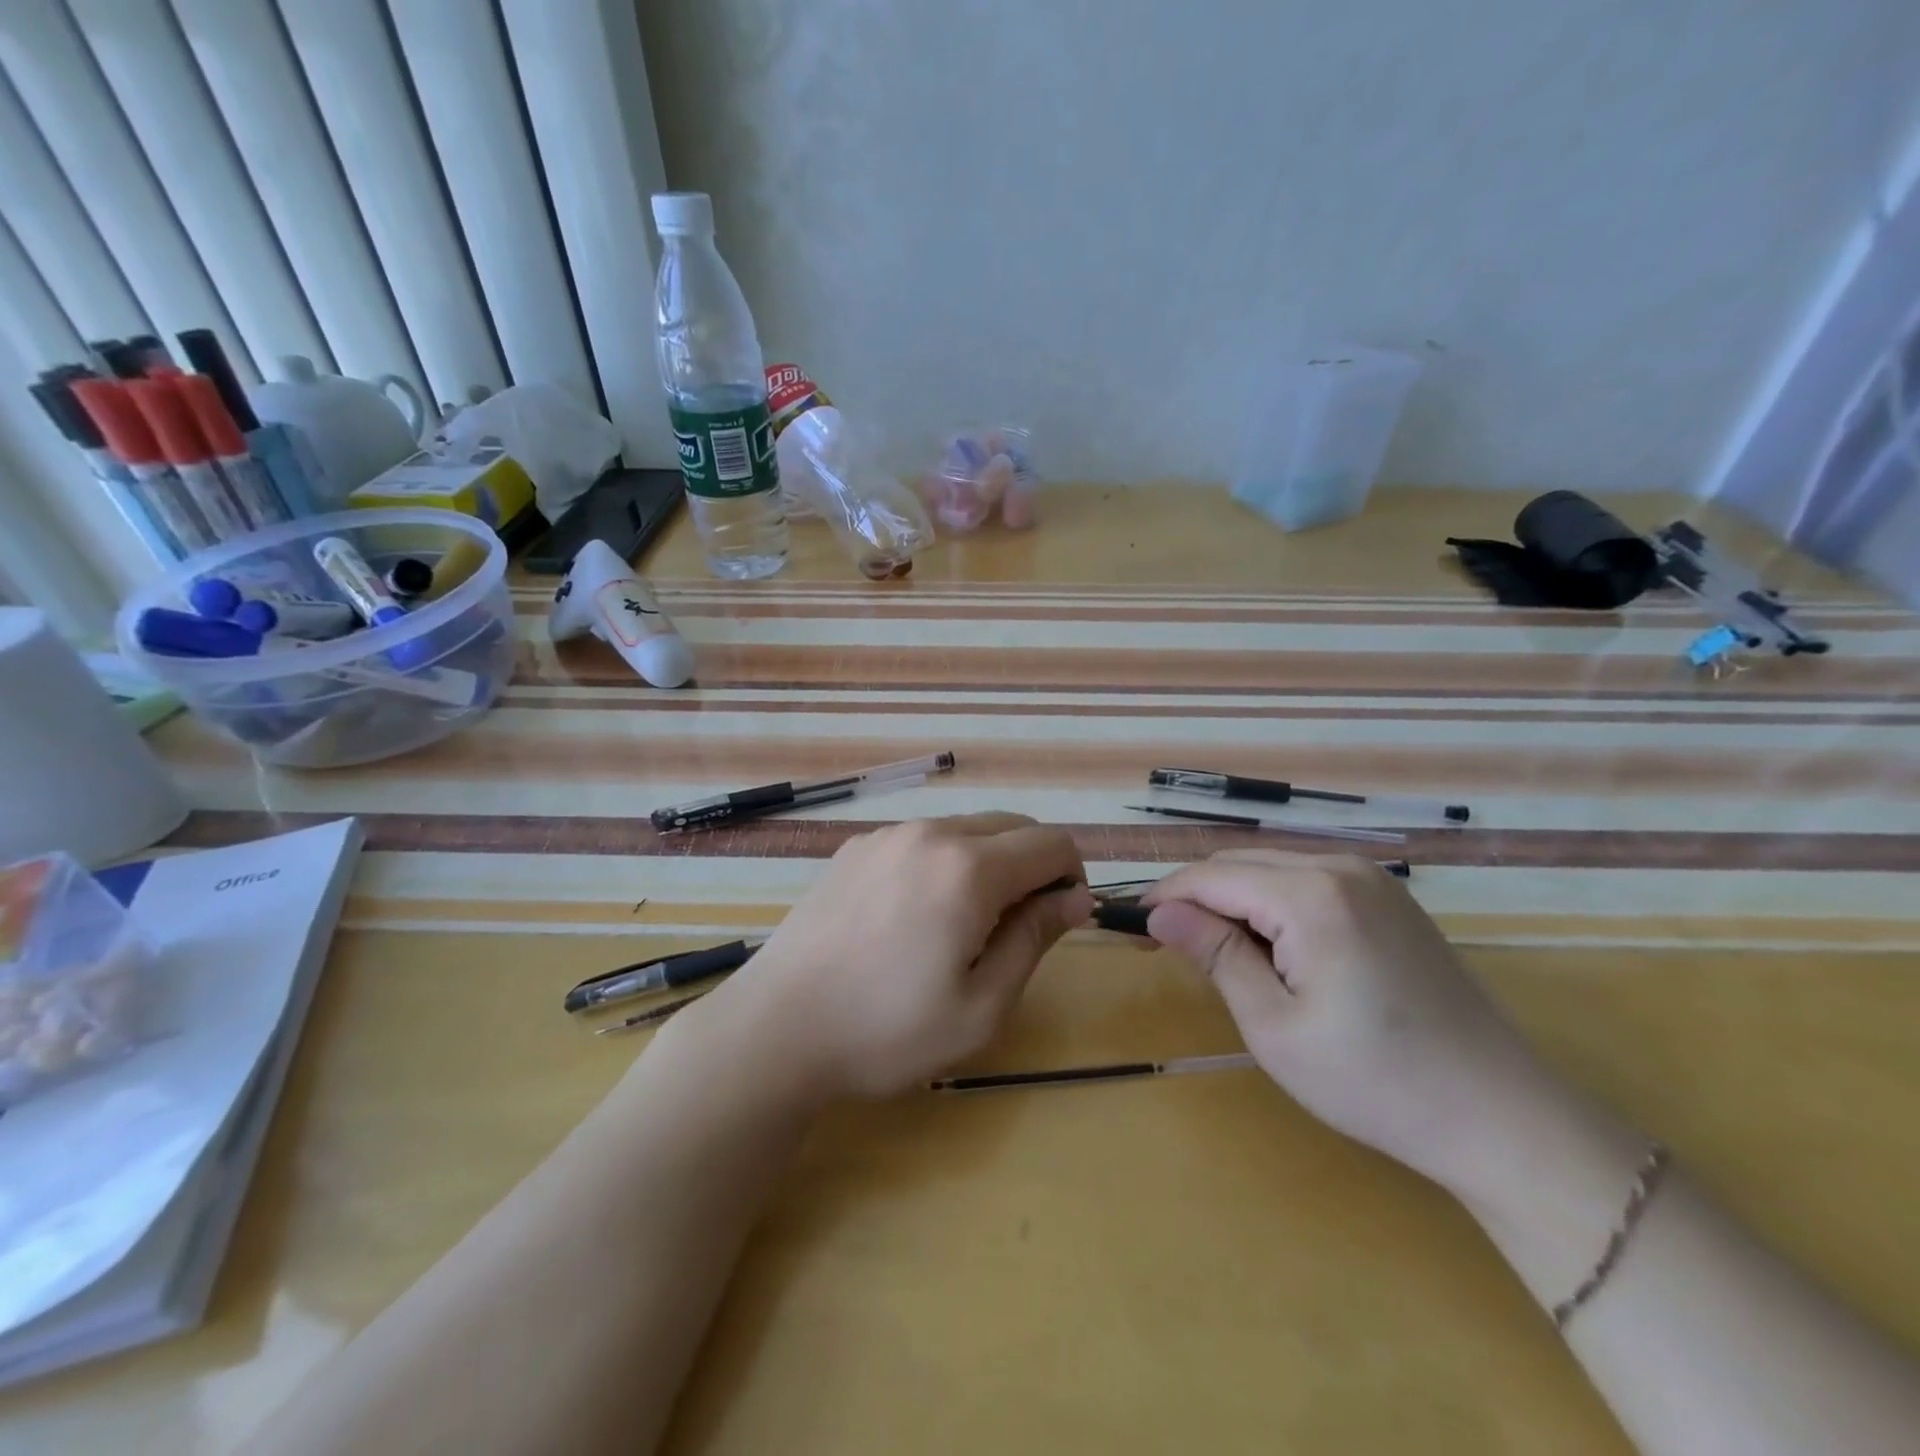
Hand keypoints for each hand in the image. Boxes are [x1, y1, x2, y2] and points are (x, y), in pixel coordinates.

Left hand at [690, 813, 1091, 1100]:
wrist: (776, 1029)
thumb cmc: (887, 1030)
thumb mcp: (981, 1006)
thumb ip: (1035, 939)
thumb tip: (1075, 898)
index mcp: (969, 868)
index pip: (1052, 843)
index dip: (1071, 877)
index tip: (1059, 921)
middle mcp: (930, 833)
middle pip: (1011, 826)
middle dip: (1032, 866)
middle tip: (1014, 930)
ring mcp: (887, 835)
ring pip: (966, 829)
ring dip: (987, 863)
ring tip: (960, 927)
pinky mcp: (855, 847)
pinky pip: (922, 840)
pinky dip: (942, 863)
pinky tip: (912, 917)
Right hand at [1143, 850, 1581, 1199]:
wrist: (1501, 1116)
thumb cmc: (1375, 1082)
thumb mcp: (1275, 1026)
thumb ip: (1215, 955)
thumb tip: (1158, 914)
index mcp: (1312, 895)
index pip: (1212, 876)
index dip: (1164, 898)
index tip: (1129, 931)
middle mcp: (1341, 867)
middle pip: (1240, 862)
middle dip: (1195, 897)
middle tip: (1162, 944)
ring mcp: (1372, 879)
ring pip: (1271, 867)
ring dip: (1231, 899)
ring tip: (1211, 950)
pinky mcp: (1388, 898)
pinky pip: (1306, 880)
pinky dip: (1270, 903)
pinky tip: (1267, 945)